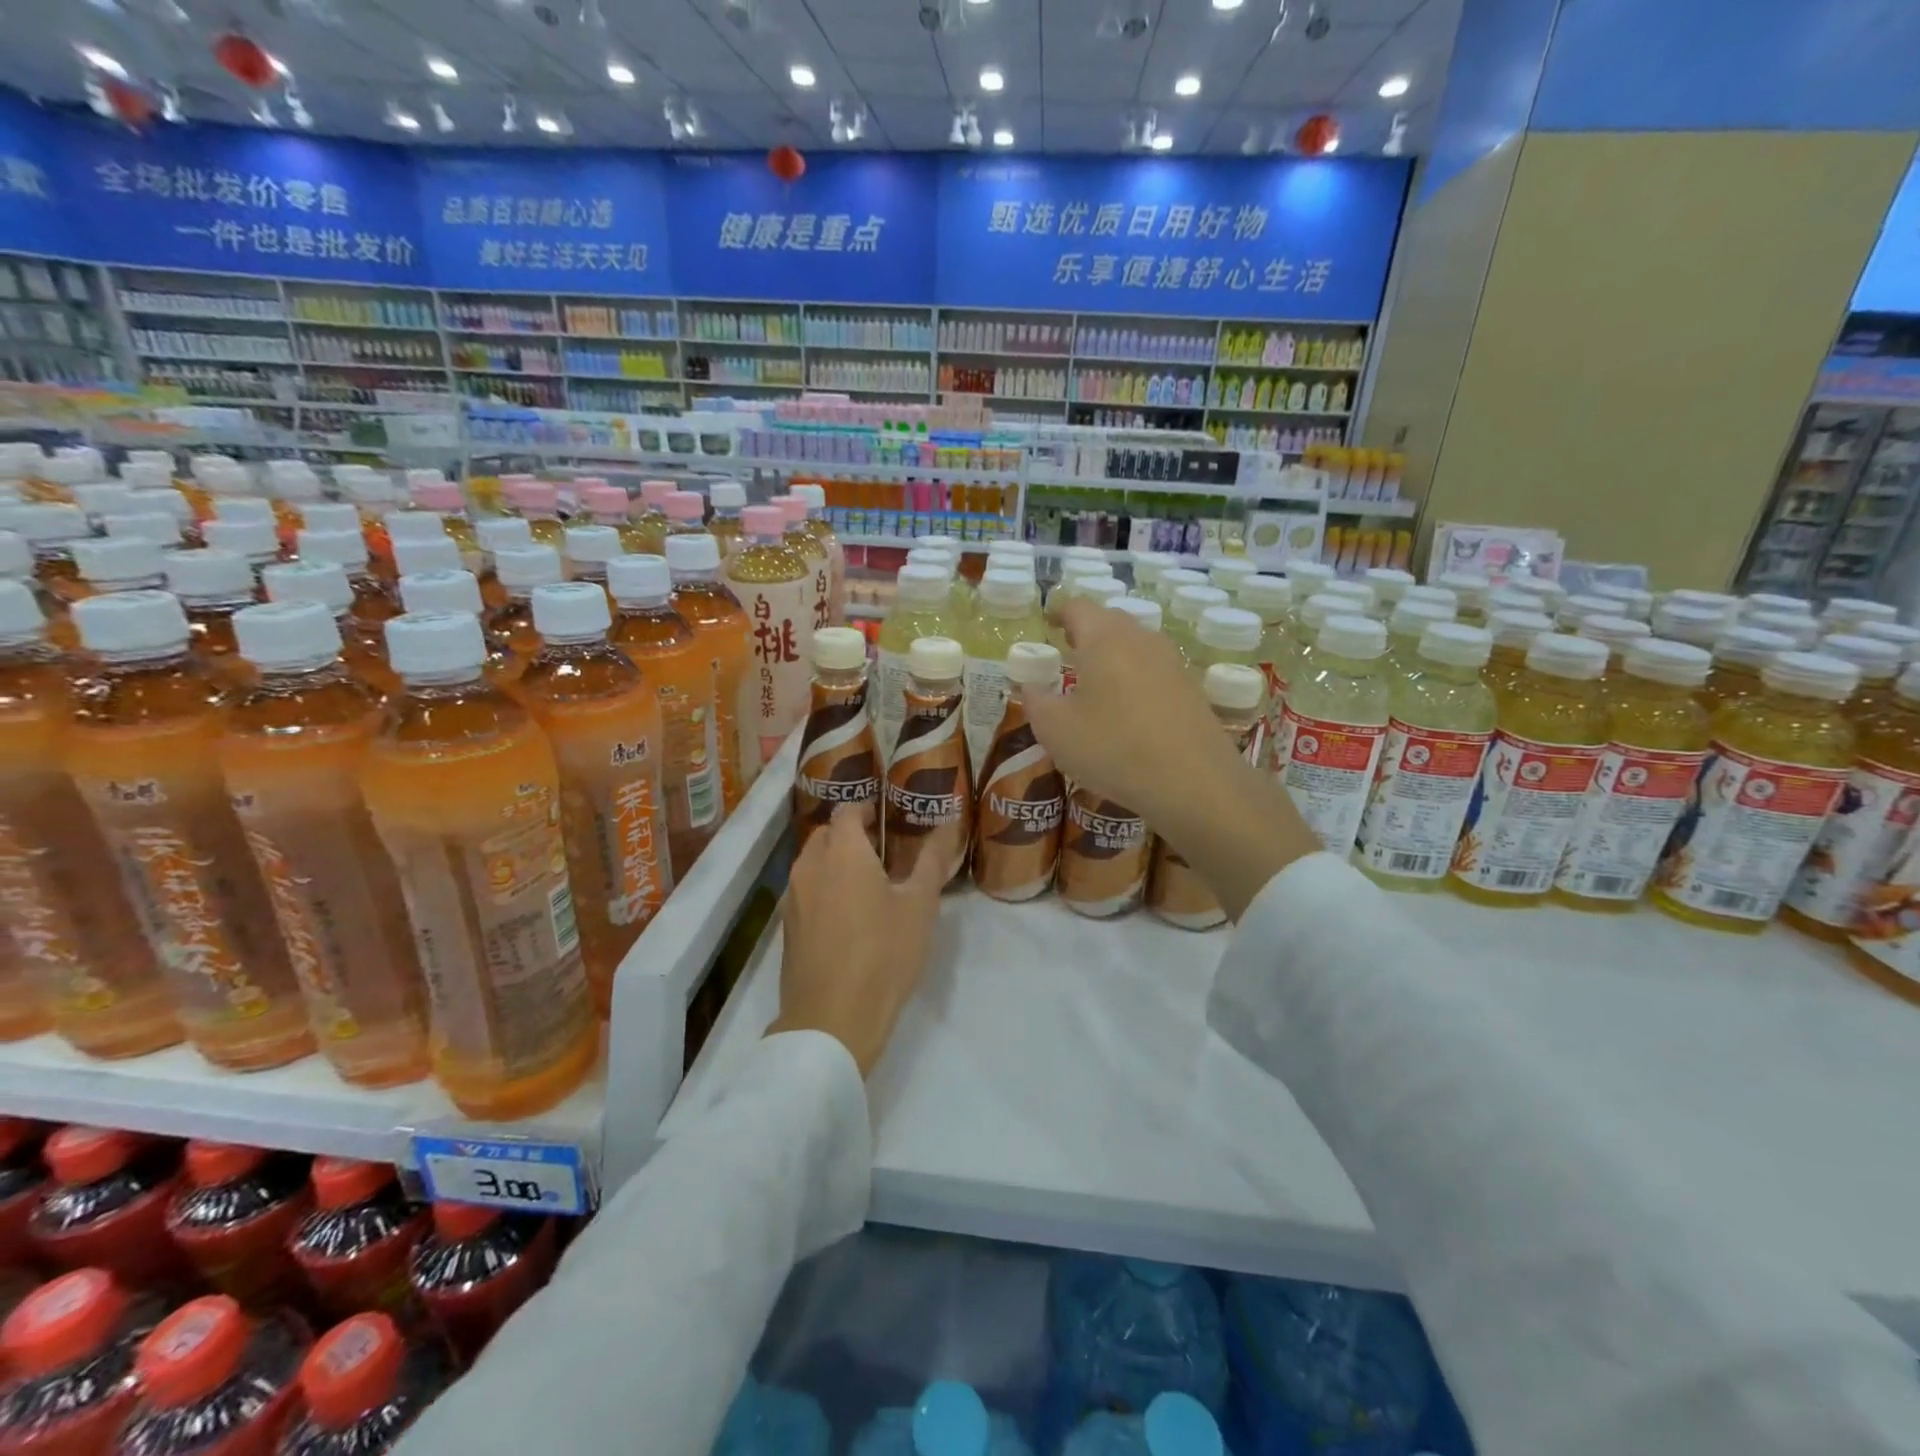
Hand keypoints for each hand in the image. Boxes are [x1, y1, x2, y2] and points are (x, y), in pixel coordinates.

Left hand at [768, 804, 944, 1076]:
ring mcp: (793, 898)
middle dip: (849, 834)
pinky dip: (823, 888)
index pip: (846, 811)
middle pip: (825, 834)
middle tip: (881, 848)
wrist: (832, 1019)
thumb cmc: (883, 954)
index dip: (865, 809)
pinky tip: (847, 914)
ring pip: (812, 863)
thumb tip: (947, 825)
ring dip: (834, 861)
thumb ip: (932, 860)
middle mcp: (810, 866)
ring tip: (866, 881)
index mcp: (842, 852)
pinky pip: (805, 891)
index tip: (885, 817)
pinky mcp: (787, 928)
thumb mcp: (920, 906)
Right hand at [1023, 597, 1318, 920]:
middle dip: (1085, 631)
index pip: (1077, 606)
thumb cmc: (1112, 747)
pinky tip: (1126, 709)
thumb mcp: (1055, 729)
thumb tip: (1031, 685)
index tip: (1047, 623)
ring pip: (1134, 644)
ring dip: (1112, 654)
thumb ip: (1036, 700)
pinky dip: (1134, 677)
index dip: (1058, 611)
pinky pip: (1153, 669)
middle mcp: (1140, 638)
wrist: (1192, 781)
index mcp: (1103, 637)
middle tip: (1067, 650)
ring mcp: (1171, 661)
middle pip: (1109, 621)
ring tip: (1094, 680)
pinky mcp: (1190, 687)